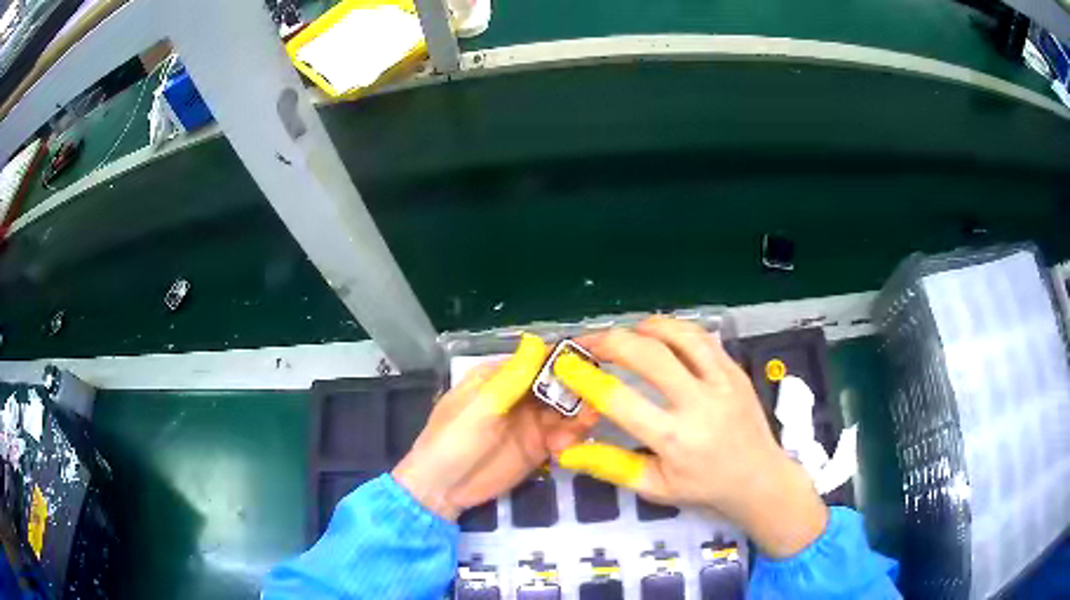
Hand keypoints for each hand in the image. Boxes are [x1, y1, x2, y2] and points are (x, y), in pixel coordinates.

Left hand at [393, 334, 597, 519]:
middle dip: (578, 388)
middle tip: (596, 398)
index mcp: (500, 377)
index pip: (538, 359)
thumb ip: (512, 378)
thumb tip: (536, 339)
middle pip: (558, 384)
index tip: (593, 359)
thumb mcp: (480, 407)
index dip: (565, 357)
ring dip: (579, 414)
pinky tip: (566, 447)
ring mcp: (531, 422)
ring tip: (586, 424)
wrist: (443, 490)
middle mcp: (520, 395)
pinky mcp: (539, 448)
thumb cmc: (453, 441)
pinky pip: (564, 436)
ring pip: (566, 410)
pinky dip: (572, 438)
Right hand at [553, 317, 827, 557]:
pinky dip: (673, 329)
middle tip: (588, 344)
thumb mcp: (654, 486)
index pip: (620, 400)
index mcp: (675, 439)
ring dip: (644, 328)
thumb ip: (610, 465)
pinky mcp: (735, 369)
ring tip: (623, 335)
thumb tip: (566, 450)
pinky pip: (701, 337)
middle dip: (610, 342)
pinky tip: (658, 336)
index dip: (586, 379)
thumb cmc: (704, 487)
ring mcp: (722, 381)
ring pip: (680, 335)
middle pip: (650, 355)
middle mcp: (700, 403)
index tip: (565, 366)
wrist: (759, 477)